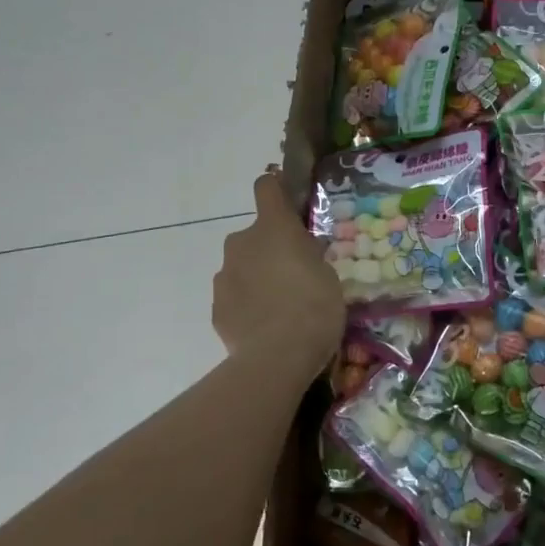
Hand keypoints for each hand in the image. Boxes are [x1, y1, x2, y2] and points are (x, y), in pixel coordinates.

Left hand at [213, 171, 344, 375]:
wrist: (277, 357)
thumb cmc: (314, 307)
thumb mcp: (328, 275)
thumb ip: (309, 256)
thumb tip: (302, 251)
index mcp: (274, 227)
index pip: (266, 187)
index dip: (276, 190)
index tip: (289, 204)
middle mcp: (242, 242)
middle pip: (255, 235)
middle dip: (270, 249)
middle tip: (294, 275)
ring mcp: (224, 274)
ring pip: (243, 266)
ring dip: (258, 277)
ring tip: (280, 308)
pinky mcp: (216, 306)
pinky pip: (235, 296)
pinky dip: (248, 304)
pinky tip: (265, 327)